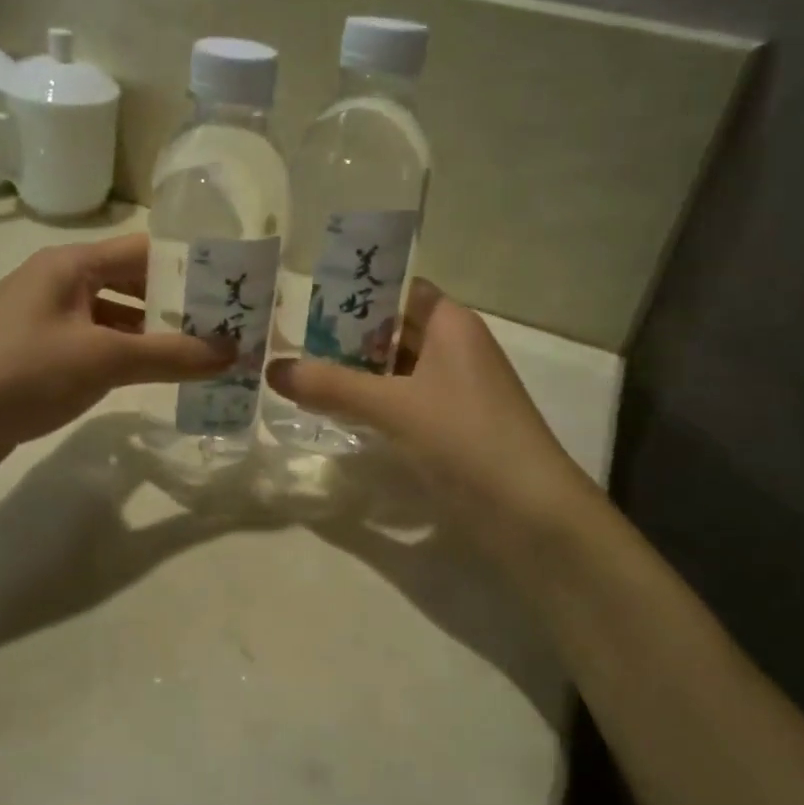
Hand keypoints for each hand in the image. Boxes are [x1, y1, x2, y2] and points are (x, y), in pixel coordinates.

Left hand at [0, 235, 231, 490]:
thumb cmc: (18, 373)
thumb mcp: (101, 359)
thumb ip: (169, 355)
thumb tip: (233, 352)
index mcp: (71, 265)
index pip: (145, 251)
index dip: (191, 267)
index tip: (236, 289)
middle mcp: (61, 285)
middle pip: (134, 285)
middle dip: (180, 307)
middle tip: (231, 330)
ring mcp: (49, 324)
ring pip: (117, 321)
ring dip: (157, 338)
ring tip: (208, 357)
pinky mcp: (41, 359)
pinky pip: (98, 350)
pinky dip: (130, 361)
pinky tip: (159, 379)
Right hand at [266, 282, 595, 528]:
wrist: (530, 513)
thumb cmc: (466, 438)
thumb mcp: (394, 406)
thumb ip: (332, 386)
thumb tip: (273, 369)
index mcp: (452, 325)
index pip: (399, 292)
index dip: (357, 293)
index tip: (308, 302)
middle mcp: (456, 349)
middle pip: (394, 331)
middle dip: (347, 337)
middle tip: (291, 342)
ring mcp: (455, 390)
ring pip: (397, 370)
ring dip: (357, 374)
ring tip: (302, 376)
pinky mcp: (451, 427)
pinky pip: (404, 402)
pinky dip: (373, 403)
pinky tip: (337, 414)